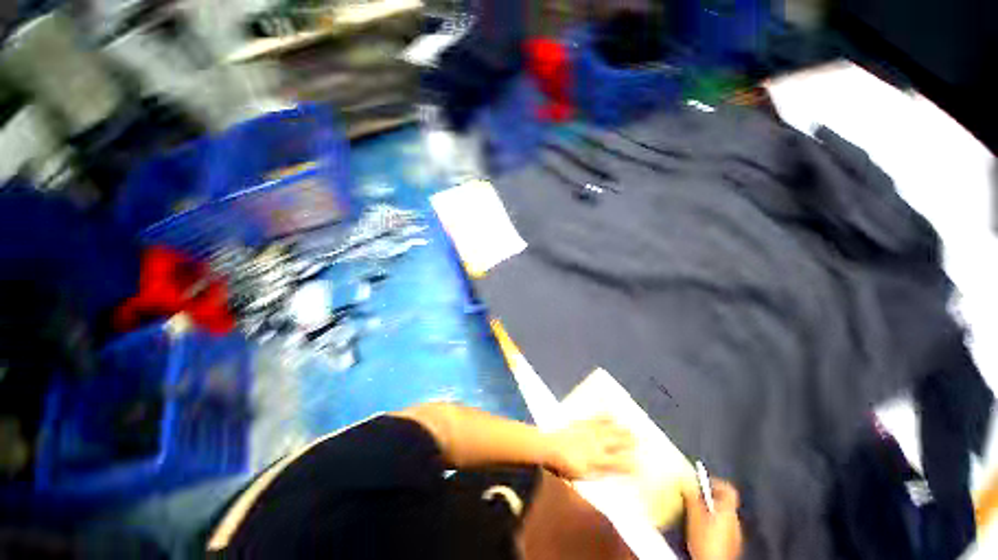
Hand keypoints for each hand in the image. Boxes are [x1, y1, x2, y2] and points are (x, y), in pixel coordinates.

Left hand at [547, 417, 634, 478]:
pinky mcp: (581, 424)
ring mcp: (588, 433)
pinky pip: (595, 418)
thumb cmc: (562, 466)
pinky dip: (603, 415)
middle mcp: (595, 446)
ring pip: (608, 430)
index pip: (617, 464)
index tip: (639, 465)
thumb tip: (608, 473)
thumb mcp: (579, 476)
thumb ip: (595, 474)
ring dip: (619, 428)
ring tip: (630, 427)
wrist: (547, 447)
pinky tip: (610, 411)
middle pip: (615, 443)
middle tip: (639, 440)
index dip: (629, 464)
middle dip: (628, 442)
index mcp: (596, 462)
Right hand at [682, 478, 742, 559]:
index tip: (702, 482)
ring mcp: (735, 534)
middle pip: (724, 502)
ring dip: (710, 512)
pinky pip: (723, 527)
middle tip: (694, 498)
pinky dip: (713, 524)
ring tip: (695, 514)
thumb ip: (692, 497)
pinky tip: (702, 530)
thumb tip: (687, 482)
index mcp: (728, 510)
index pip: (729, 489)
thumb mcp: (694, 515)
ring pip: (723, 515)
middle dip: (709, 498)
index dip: (716, 483)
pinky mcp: (732, 544)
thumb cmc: (705, 539)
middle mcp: (735, 520)